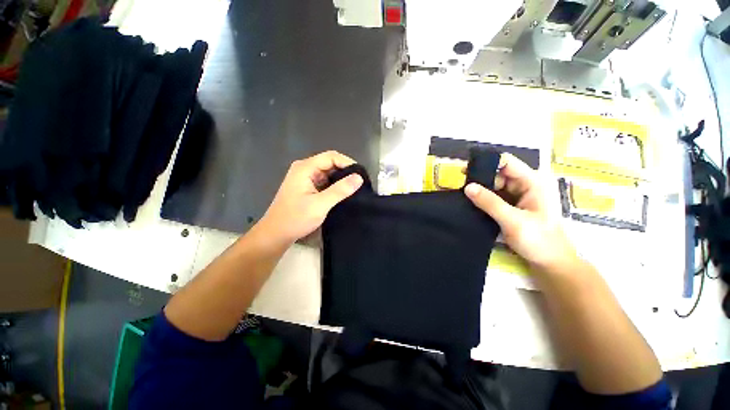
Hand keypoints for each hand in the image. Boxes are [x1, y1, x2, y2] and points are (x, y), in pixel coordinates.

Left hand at [257, 151, 363, 245]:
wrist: (276, 234)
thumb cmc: (296, 218)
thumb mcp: (320, 204)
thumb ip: (340, 190)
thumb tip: (359, 178)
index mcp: (305, 168)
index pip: (331, 156)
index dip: (347, 163)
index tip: (361, 175)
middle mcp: (304, 169)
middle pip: (330, 163)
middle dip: (345, 171)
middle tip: (360, 184)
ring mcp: (305, 178)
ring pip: (328, 173)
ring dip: (341, 179)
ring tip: (354, 189)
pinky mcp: (307, 187)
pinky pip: (324, 181)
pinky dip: (334, 186)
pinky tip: (343, 194)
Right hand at [464, 153, 576, 271]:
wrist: (550, 262)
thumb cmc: (538, 240)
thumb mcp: (513, 220)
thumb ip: (489, 203)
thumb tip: (467, 187)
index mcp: (532, 182)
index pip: (506, 163)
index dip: (486, 163)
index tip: (465, 171)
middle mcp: (525, 185)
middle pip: (498, 174)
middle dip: (480, 179)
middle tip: (460, 188)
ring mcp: (519, 195)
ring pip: (494, 186)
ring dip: (480, 191)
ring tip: (463, 196)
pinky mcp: (512, 206)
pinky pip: (494, 197)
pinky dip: (483, 199)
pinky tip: (471, 203)